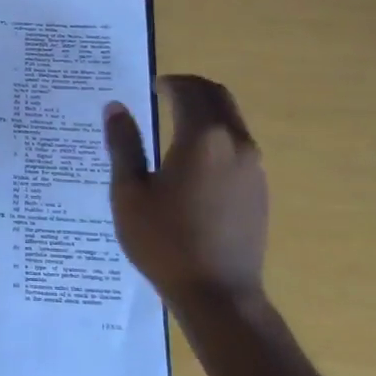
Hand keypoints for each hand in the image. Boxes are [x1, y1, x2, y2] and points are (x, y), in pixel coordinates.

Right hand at [104, 75, 267, 306]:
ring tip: (175, 127)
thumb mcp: (129, 193)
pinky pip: (238, 145)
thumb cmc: (163, 242)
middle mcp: (236, 143)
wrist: (217, 293)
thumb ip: (123, 145)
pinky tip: (193, 162)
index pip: (189, 91)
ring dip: (206, 112)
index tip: (151, 87)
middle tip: (164, 95)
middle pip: (219, 96)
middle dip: (192, 89)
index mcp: (202, 139)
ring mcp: (254, 167)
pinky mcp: (259, 188)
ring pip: (232, 120)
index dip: (169, 83)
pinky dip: (217, 136)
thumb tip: (115, 108)